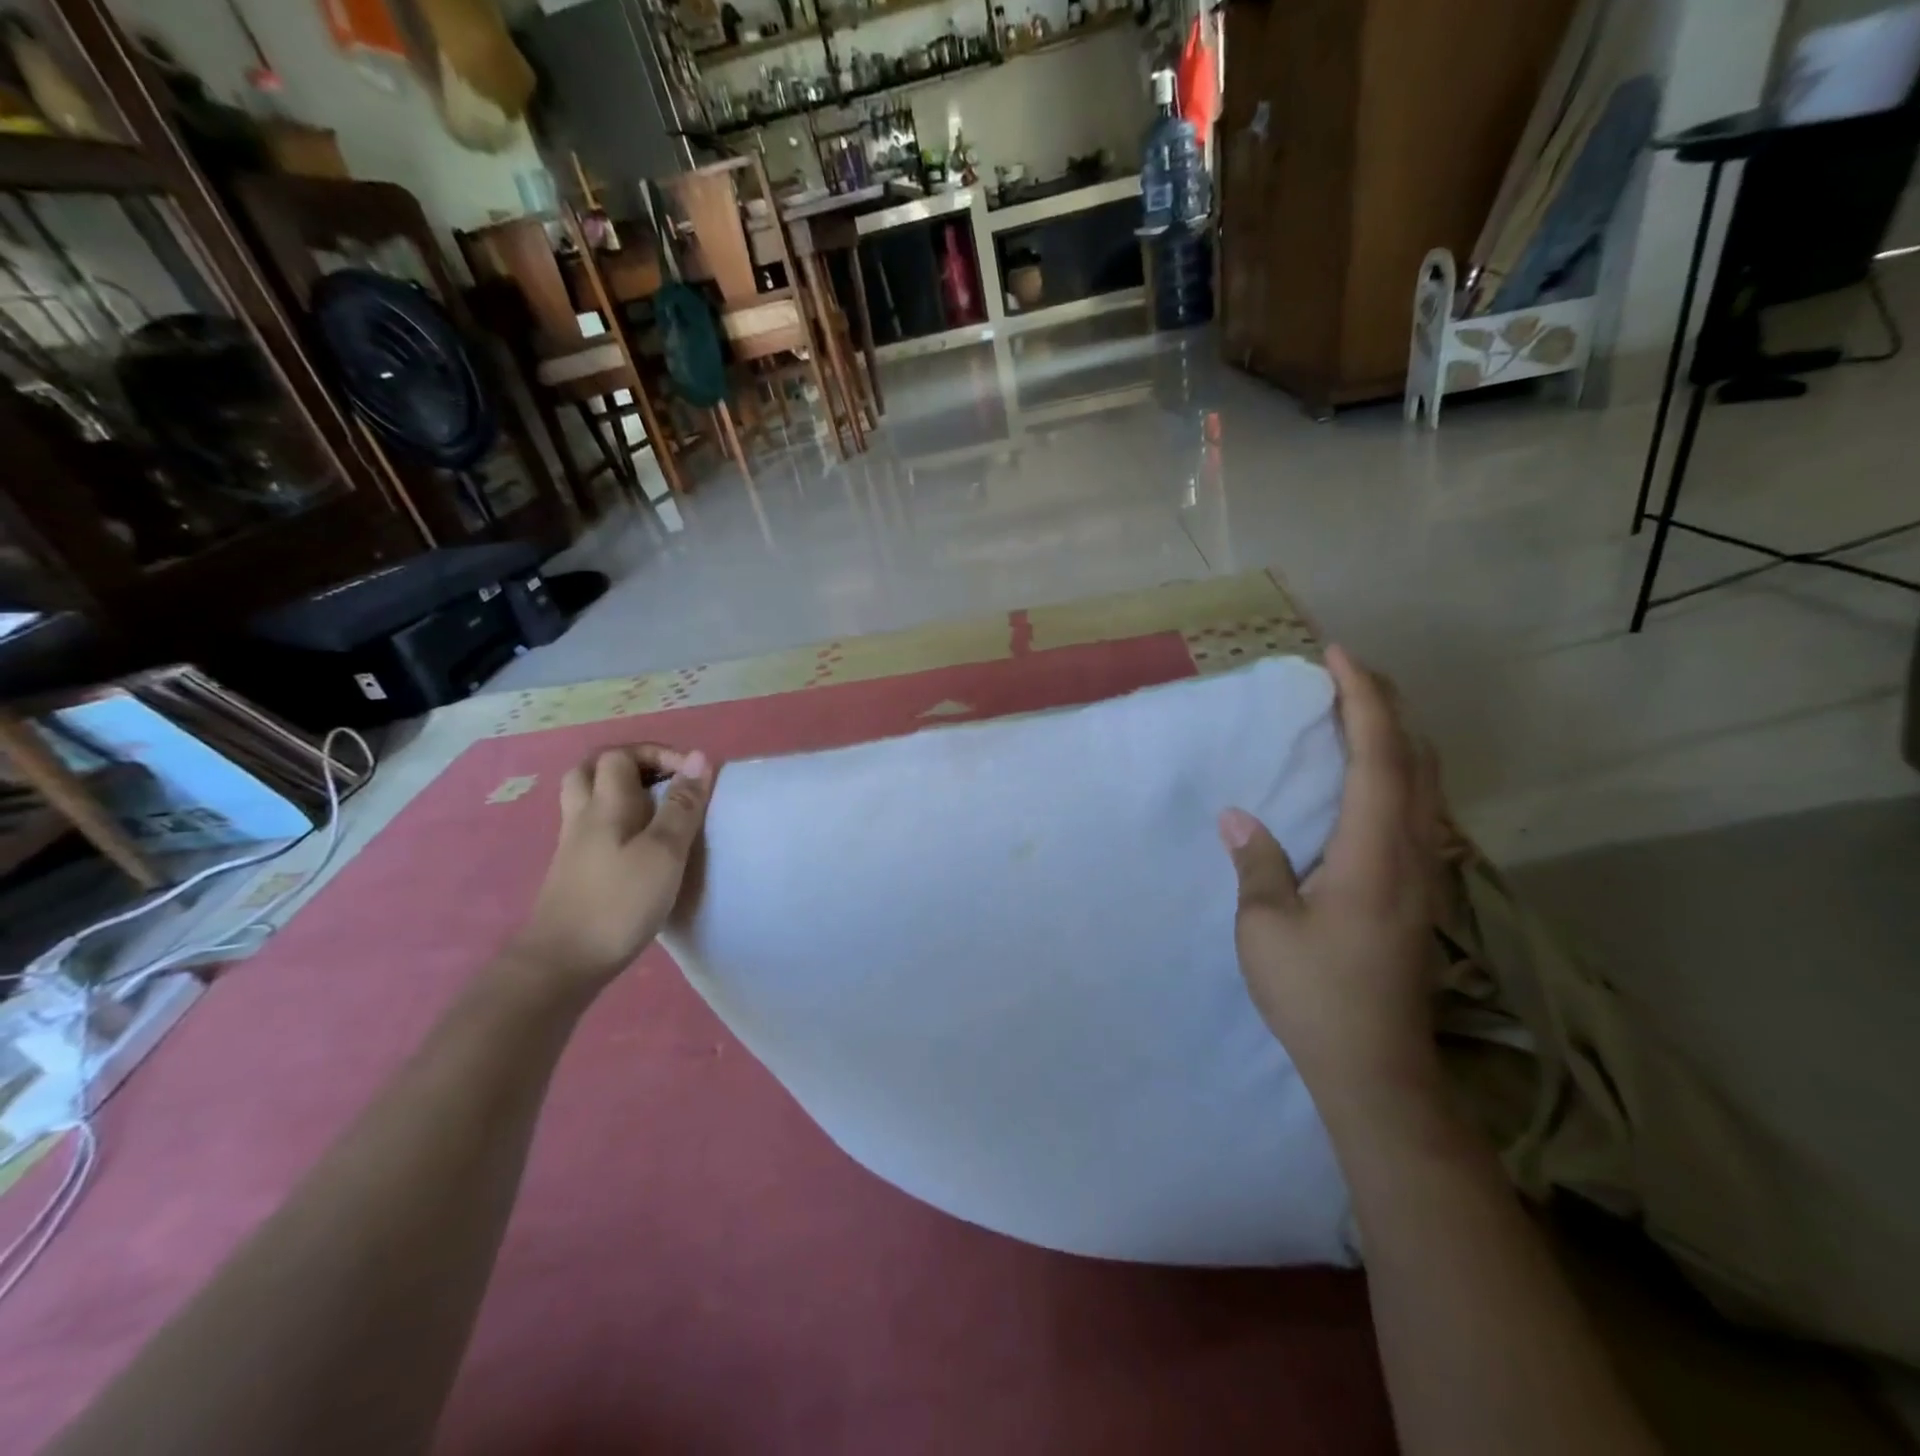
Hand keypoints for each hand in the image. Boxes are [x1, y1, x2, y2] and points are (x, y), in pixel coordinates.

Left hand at [511, 744, 713, 992]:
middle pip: (592, 770)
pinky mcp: (574, 871)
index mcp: (605, 805)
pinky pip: (591, 827)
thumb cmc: (619, 902)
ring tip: (654, 807)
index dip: (658, 754)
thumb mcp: (663, 852)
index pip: (621, 756)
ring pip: (588, 799)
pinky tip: (637, 842)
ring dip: (619, 791)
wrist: (562, 963)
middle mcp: (583, 817)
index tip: (693, 775)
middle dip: (630, 764)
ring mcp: (573, 845)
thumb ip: (682, 806)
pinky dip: (615, 820)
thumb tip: (699, 758)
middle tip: (664, 780)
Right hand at [1218, 647, 1443, 1114]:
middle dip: (1387, 705)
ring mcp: (1424, 875)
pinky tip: (1370, 780)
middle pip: (1416, 759)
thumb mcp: (1265, 928)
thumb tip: (1239, 817)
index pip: (1378, 757)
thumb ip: (1258, 864)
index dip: (1363, 700)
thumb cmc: (1315, 996)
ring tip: (1358, 712)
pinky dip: (1398, 772)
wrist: (1376, 1069)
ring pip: (1426, 785)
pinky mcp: (1419, 894)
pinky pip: (1419, 810)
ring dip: (1397, 737)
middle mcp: (1413, 853)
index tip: (1338, 656)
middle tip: (1348, 672)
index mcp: (1374, 853)